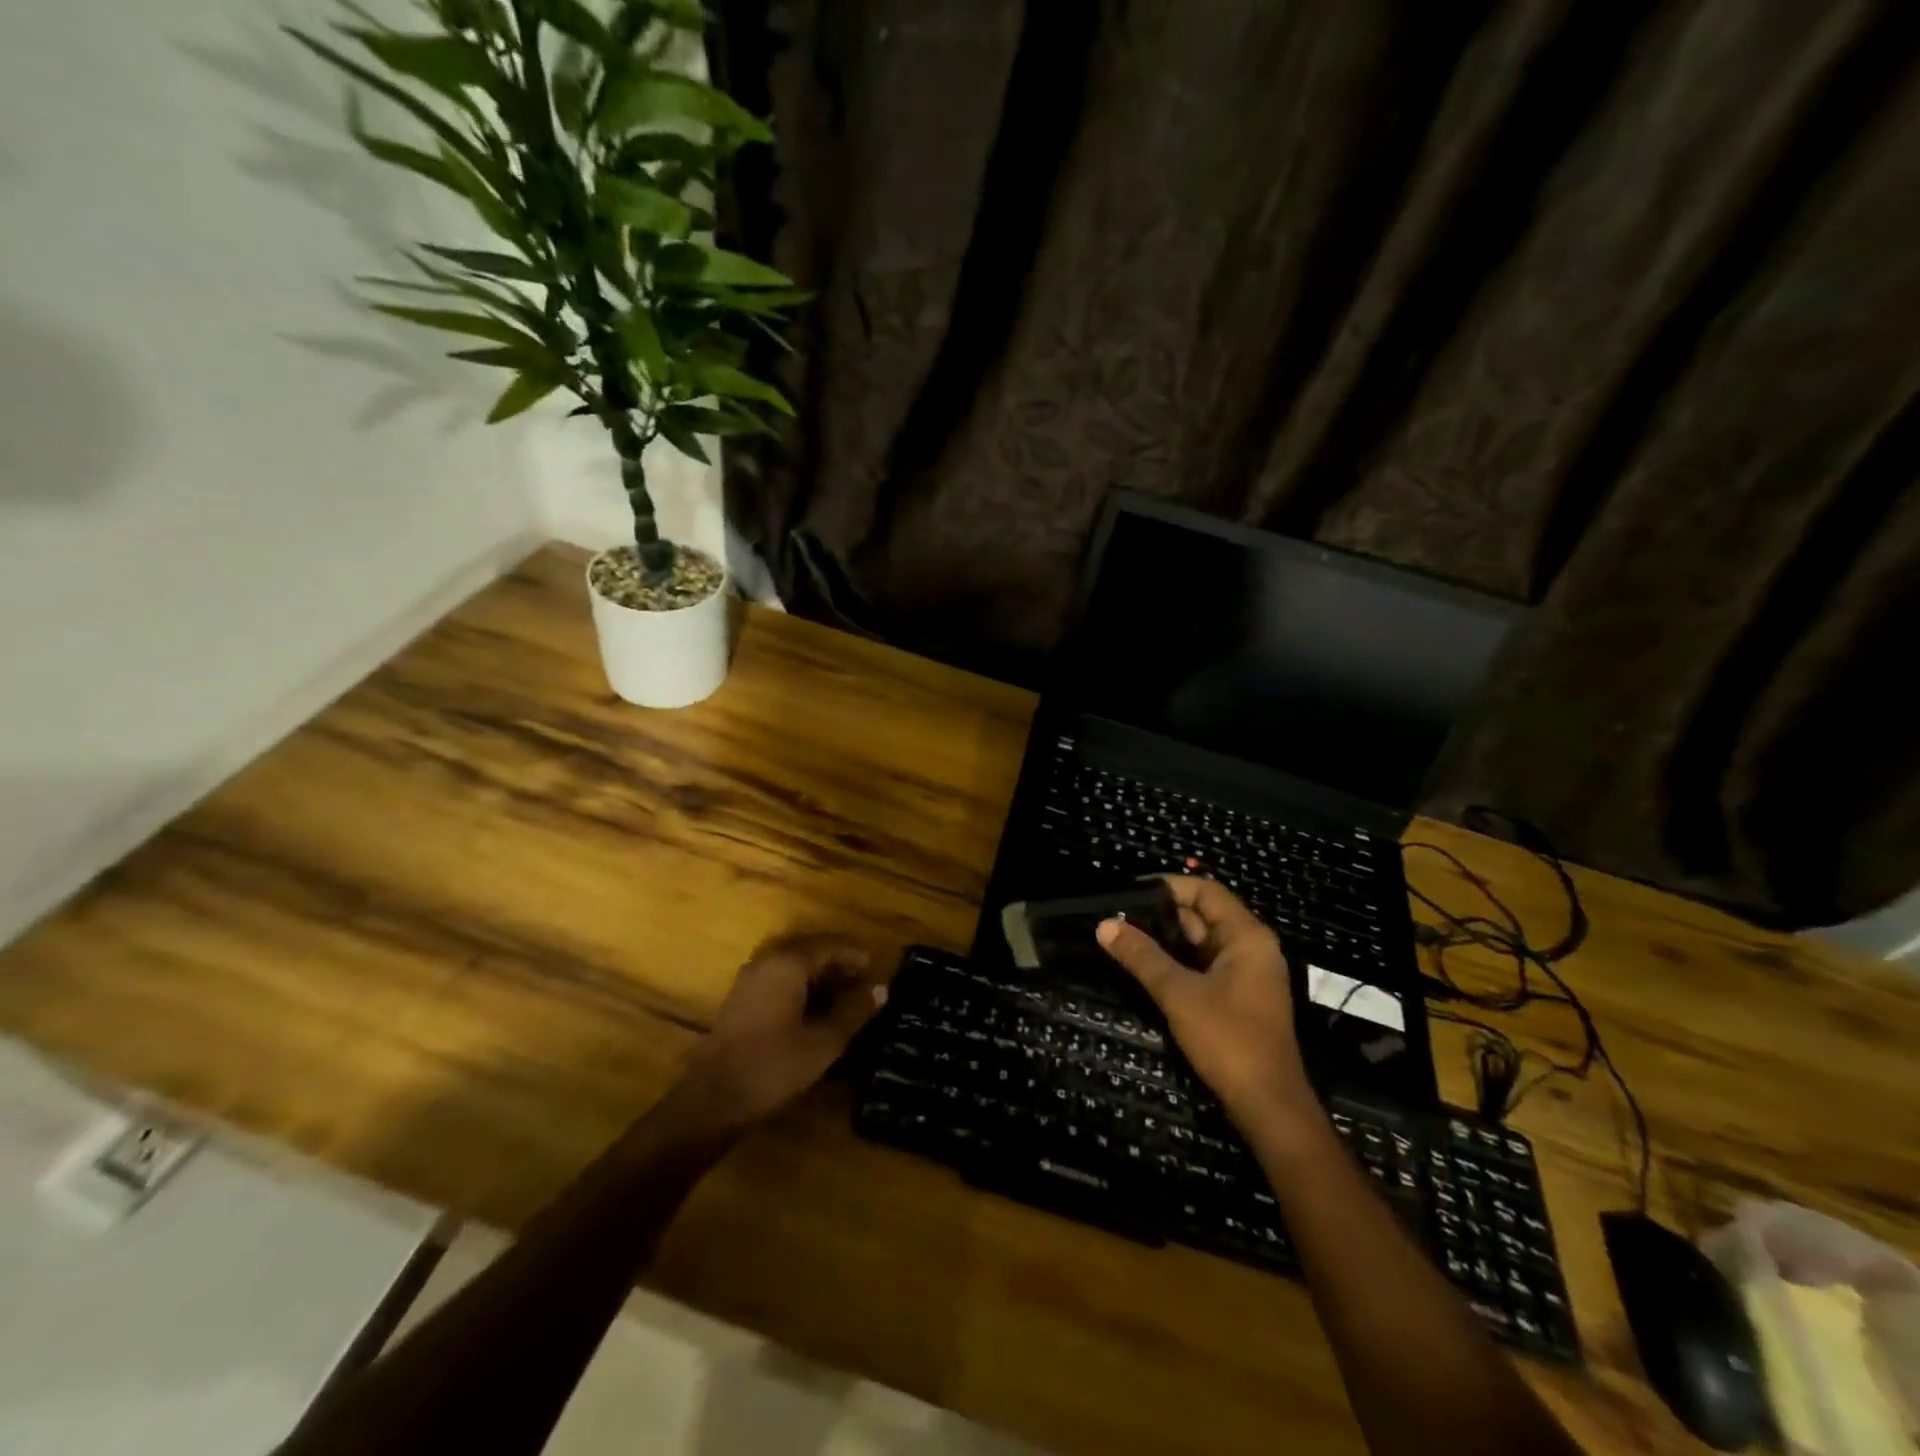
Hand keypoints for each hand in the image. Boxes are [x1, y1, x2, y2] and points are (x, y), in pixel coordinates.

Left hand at [674, 933, 887, 1131]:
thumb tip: (881, 989)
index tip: (877, 969)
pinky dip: (801, 986)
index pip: (830, 945)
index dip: (856, 955)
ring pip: (793, 965)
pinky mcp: (741, 999)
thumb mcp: (824, 1043)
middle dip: (838, 963)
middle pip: (810, 950)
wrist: (712, 1100)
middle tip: (864, 982)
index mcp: (788, 964)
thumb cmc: (773, 1067)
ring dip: (820, 975)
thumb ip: (854, 1012)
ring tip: (844, 997)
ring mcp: (750, 980)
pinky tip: (815, 1010)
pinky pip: (779, 979)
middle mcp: (767, 962)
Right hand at [1096, 877, 1317, 1136]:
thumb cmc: (1228, 1040)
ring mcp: (1245, 973)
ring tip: (1122, 934)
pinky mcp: (1237, 996)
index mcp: (1247, 936)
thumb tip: (1104, 924)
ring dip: (1165, 938)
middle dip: (1160, 913)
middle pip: (1202, 914)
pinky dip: (1176, 960)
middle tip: (1117, 914)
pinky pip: (1203, 965)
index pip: (1206, 891)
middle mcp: (1250, 947)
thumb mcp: (1179, 994)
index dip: (1168, 885)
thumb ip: (1142, 956)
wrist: (1268, 1106)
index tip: (1129, 889)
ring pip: (1200, 942)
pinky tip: (1144, 964)